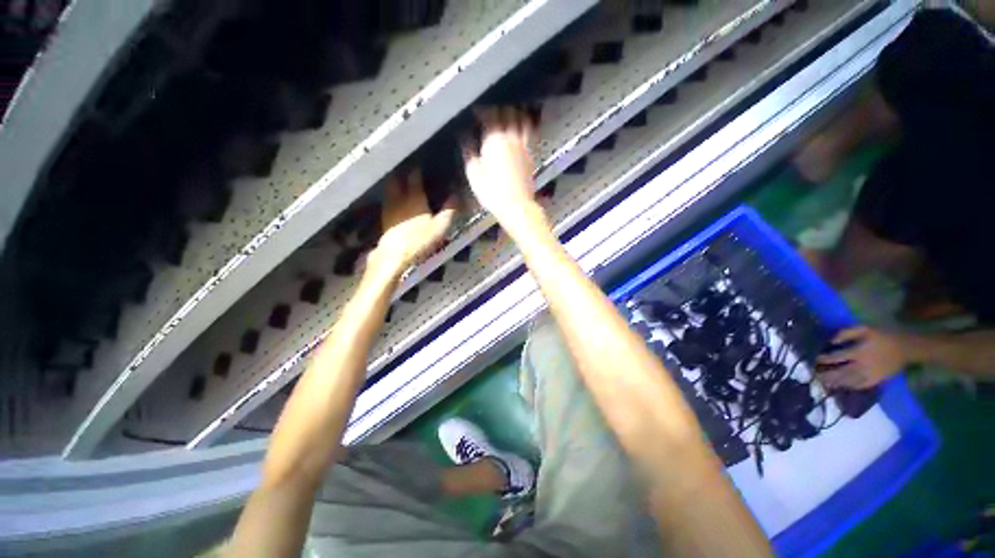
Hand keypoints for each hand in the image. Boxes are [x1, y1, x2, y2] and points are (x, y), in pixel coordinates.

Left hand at [369, 169, 454, 276]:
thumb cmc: (420, 240)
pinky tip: (397, 202)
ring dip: (395, 184)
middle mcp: (399, 198)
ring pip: (390, 189)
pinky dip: (392, 197)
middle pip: (396, 179)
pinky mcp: (384, 218)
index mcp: (414, 198)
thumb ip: (449, 210)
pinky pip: (388, 201)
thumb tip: (456, 195)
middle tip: (408, 172)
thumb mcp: (440, 227)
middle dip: (402, 173)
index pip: (414, 177)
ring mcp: (389, 208)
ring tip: (402, 184)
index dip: (417, 170)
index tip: (421, 166)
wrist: (394, 255)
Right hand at [463, 107, 539, 226]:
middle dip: (499, 109)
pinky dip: (524, 127)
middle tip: (491, 112)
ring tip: (508, 115)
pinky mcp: (531, 156)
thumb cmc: (492, 192)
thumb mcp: (473, 174)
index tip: (475, 112)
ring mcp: (524, 146)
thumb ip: (468, 151)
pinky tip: (519, 131)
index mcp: (495, 139)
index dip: (482, 110)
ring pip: (522, 120)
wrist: (517, 206)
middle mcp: (511, 138)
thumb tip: (464, 136)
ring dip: (515, 114)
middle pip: (508, 113)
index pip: (489, 115)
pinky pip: (529, 134)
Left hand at [816, 326, 908, 388]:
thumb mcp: (865, 328)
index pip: (837, 357)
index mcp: (859, 352)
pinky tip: (841, 387)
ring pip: (850, 381)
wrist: (907, 347)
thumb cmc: (884, 335)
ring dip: (836, 383)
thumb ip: (846, 333)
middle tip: (815, 376)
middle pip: (841, 372)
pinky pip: (862, 386)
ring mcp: (871, 375)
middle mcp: (863, 365)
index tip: (815, 359)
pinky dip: (850, 387)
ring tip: (823, 384)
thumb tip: (831, 341)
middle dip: (827, 375)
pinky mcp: (878, 380)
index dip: (824, 359)